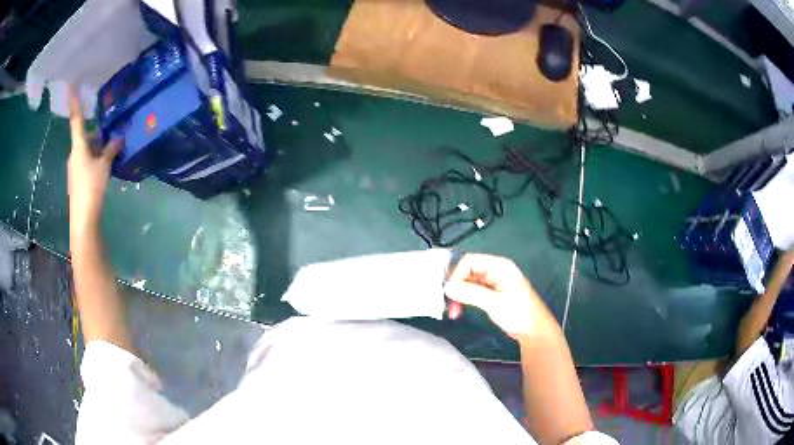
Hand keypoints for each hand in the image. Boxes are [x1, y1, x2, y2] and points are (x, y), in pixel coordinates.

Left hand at [67, 87, 120, 236]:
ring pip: (86, 150)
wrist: (83, 219)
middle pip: (84, 136)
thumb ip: (110, 151)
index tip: (72, 86)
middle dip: (96, 132)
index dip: (74, 103)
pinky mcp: (77, 179)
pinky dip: (95, 159)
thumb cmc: (91, 188)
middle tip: (109, 130)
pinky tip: (105, 165)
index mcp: (78, 147)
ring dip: (97, 147)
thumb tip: (118, 138)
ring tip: (111, 149)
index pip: (76, 120)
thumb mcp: (104, 167)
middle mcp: (74, 154)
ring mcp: (75, 168)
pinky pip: (86, 162)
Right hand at [444, 253, 540, 338]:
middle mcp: (495, 270)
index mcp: (499, 266)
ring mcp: (493, 281)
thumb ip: (470, 293)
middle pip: (467, 271)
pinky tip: (459, 310)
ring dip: (458, 295)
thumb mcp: (494, 303)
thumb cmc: (519, 314)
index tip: (448, 292)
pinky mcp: (491, 293)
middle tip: (448, 304)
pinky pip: (472, 291)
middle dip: (456, 286)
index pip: (469, 261)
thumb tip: (448, 287)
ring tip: (453, 311)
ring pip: (468, 282)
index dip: (456, 274)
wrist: (534, 331)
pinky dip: (464, 299)